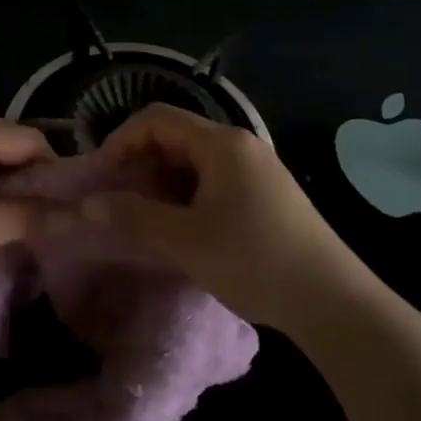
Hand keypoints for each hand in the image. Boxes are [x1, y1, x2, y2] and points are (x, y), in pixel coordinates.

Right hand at [83, 104, 378, 331]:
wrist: (332, 301)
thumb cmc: (255, 260)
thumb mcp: (186, 240)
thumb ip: (133, 217)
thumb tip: (87, 205)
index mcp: (222, 144)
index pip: (156, 119)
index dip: (120, 141)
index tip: (100, 177)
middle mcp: (239, 145)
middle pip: (174, 137)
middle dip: (138, 164)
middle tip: (115, 200)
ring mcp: (255, 169)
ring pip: (191, 161)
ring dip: (160, 183)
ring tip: (141, 218)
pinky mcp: (263, 193)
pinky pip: (210, 180)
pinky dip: (184, 195)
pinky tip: (177, 228)